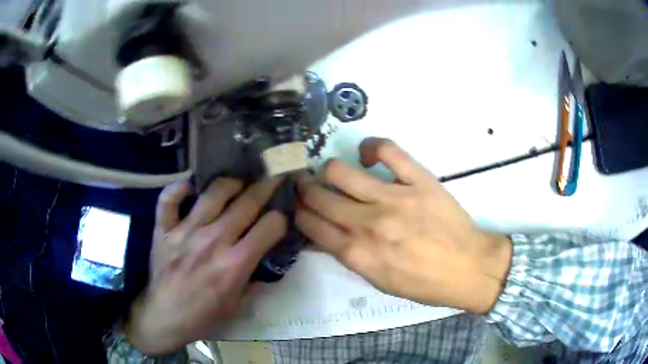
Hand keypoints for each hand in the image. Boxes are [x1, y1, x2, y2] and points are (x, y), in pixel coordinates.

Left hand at [124, 178, 286, 354]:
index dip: (281, 217)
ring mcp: (185, 231)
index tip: (280, 215)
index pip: (270, 226)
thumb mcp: (239, 304)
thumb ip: (256, 278)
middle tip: (271, 180)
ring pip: (213, 193)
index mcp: (236, 263)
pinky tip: (190, 186)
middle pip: (247, 202)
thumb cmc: (204, 315)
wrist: (166, 317)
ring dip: (231, 183)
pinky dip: (179, 187)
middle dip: (266, 187)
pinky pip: (169, 198)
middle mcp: (213, 240)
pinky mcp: (163, 229)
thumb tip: (266, 258)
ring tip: (237, 183)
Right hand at [296, 138, 511, 313]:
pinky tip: (367, 155)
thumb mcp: (379, 281)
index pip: (311, 225)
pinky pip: (386, 150)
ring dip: (327, 171)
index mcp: (358, 254)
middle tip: (306, 187)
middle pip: (318, 197)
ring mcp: (394, 198)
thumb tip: (322, 235)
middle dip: (304, 190)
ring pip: (339, 171)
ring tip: (333, 174)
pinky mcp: (418, 180)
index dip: (298, 214)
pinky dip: (370, 147)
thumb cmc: (423, 283)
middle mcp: (368, 224)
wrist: (468, 268)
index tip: (297, 208)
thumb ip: (349, 256)